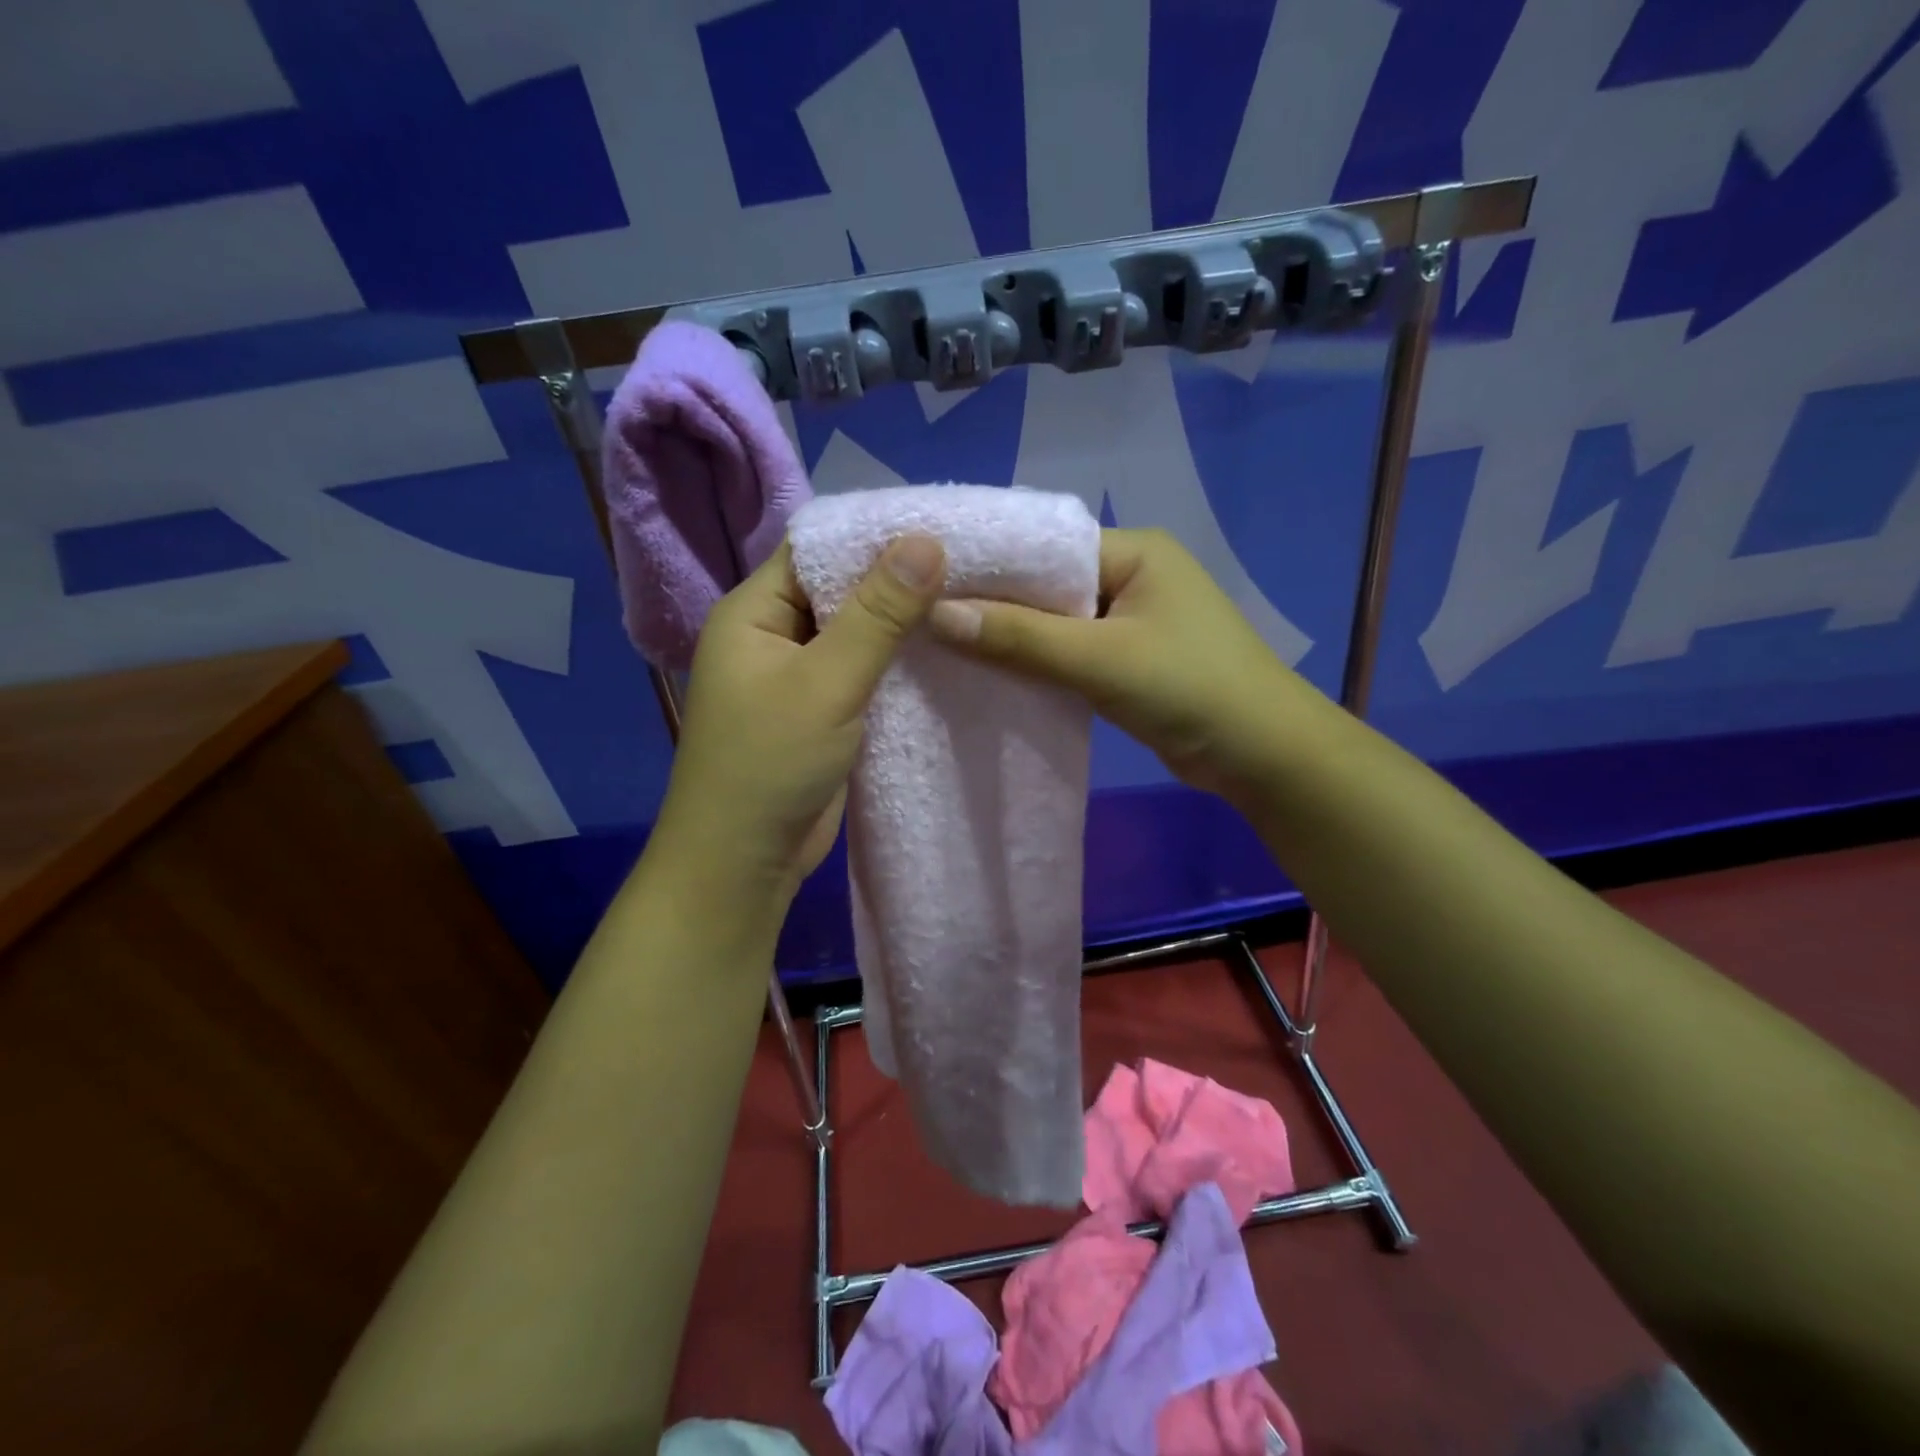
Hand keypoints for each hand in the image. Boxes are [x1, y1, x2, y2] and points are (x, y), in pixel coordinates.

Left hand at [649, 534, 946, 908]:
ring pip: (855, 632)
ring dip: (901, 624)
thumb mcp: (826, 682)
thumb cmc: (770, 764)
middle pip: (839, 588)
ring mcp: (797, 675)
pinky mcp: (821, 711)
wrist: (744, 862)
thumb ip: (877, 614)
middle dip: (896, 579)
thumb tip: (926, 540)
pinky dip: (896, 664)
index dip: (874, 535)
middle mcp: (772, 634)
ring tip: (967, 600)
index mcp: (753, 611)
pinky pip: (862, 672)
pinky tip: (944, 655)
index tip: (940, 527)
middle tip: (968, 564)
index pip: (816, 549)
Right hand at [928, 527, 1302, 804]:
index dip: (990, 565)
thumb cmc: (1190, 689)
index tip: (928, 582)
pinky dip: (1037, 662)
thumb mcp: (1101, 660)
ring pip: (1055, 622)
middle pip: (1047, 584)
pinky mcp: (1128, 659)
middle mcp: (1131, 575)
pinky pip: (1070, 651)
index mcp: (1134, 551)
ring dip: (1014, 637)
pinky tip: (992, 673)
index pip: (1045, 546)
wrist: (1263, 755)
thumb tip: (935, 614)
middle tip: (926, 618)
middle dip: (996, 604)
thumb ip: (1020, 637)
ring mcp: (1131, 619)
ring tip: (945, 645)